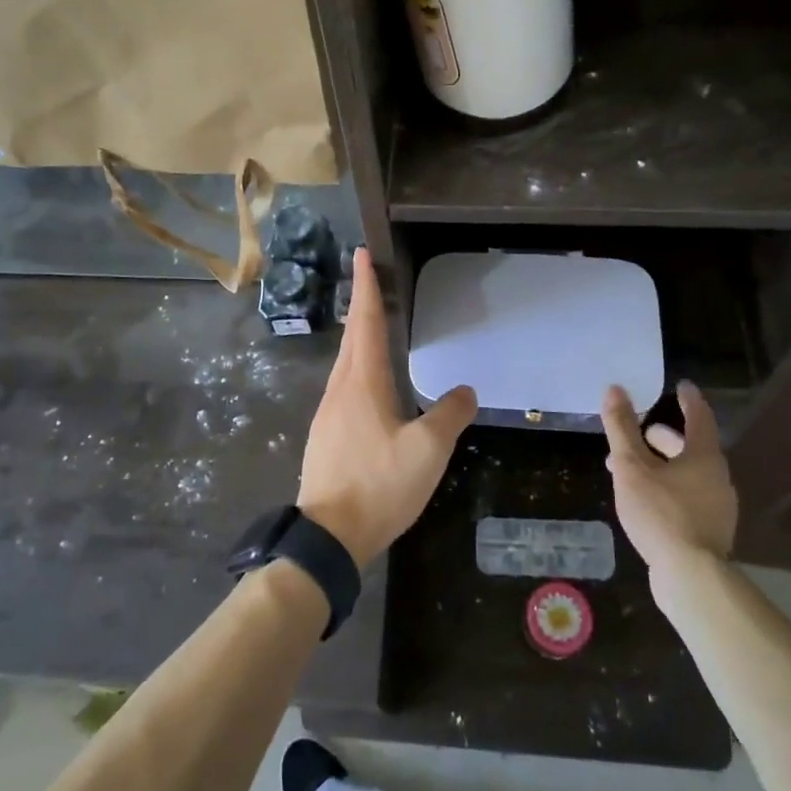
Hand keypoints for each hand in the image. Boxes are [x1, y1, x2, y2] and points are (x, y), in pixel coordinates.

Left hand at [298, 248, 477, 566]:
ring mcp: (328, 413)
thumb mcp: (427, 451)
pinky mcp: (325, 436)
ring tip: (373, 326)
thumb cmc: (379, 485)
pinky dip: (357, 368)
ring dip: (359, 338)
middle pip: (353, 337)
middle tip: (369, 279)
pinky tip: (368, 384)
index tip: (361, 254)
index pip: (366, 322)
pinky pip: (344, 387)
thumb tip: (465, 390)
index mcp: (363, 382)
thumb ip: (449, 415)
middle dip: (361, 305)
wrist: (327, 536)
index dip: (365, 287)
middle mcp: (340, 389)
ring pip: (346, 363)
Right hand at [601, 380, 738, 574]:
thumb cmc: (661, 514)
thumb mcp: (632, 467)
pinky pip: (687, 498)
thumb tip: (615, 389)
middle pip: (691, 448)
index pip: (699, 417)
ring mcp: (717, 508)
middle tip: (640, 432)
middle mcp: (717, 478)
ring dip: (661, 466)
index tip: (681, 386)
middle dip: (663, 438)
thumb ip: (621, 429)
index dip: (688, 400)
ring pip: (687, 475)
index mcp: (704, 457)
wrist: (691, 577)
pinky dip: (667, 489)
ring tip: (631, 470)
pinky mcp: (710, 532)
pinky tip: (645, 501)